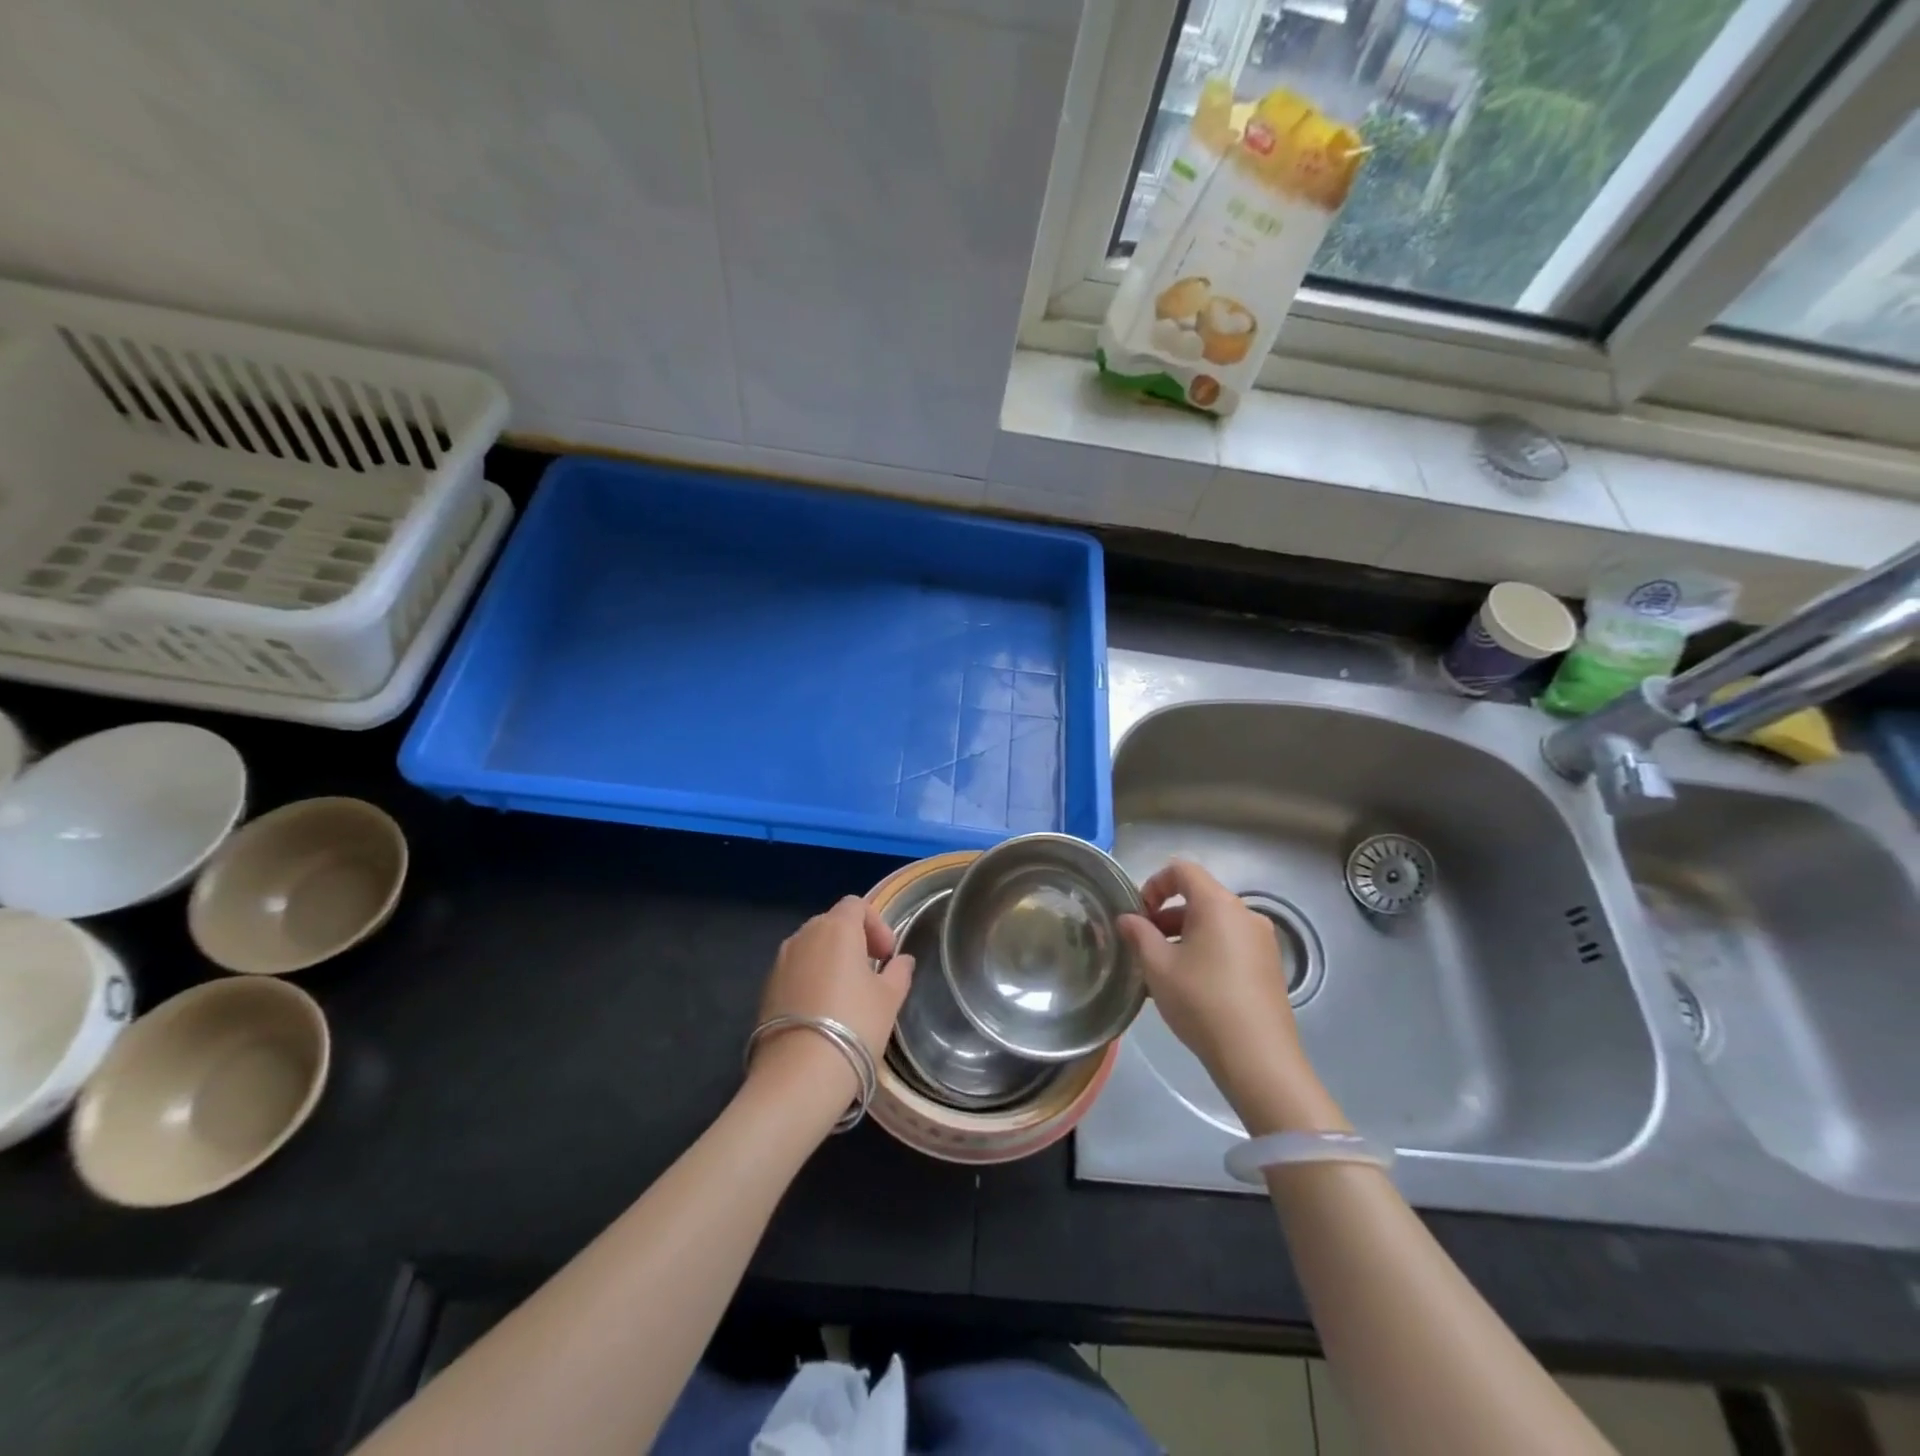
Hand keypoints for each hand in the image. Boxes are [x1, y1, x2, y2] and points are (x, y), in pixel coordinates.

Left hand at [751, 897, 913, 1102]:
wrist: (799, 1074)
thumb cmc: (854, 1025)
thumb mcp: (889, 999)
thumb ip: (898, 972)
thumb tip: (902, 961)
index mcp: (836, 928)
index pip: (856, 905)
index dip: (876, 924)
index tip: (887, 955)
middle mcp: (804, 935)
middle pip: (832, 923)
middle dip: (854, 940)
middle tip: (871, 972)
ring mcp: (780, 962)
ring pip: (811, 947)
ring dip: (831, 959)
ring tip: (847, 994)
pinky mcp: (766, 988)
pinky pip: (795, 970)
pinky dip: (811, 979)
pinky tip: (822, 1012)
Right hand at [1118, 860, 1340, 1130]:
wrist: (1258, 1058)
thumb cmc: (1202, 1001)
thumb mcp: (1158, 966)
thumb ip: (1139, 934)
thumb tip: (1127, 918)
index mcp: (1218, 904)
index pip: (1183, 870)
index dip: (1154, 884)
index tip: (1139, 914)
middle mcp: (1245, 914)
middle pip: (1200, 897)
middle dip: (1167, 914)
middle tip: (1144, 944)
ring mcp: (1262, 941)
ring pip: (1215, 923)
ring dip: (1185, 934)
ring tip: (1163, 969)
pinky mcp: (1270, 967)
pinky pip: (1231, 944)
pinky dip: (1207, 950)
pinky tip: (1191, 986)